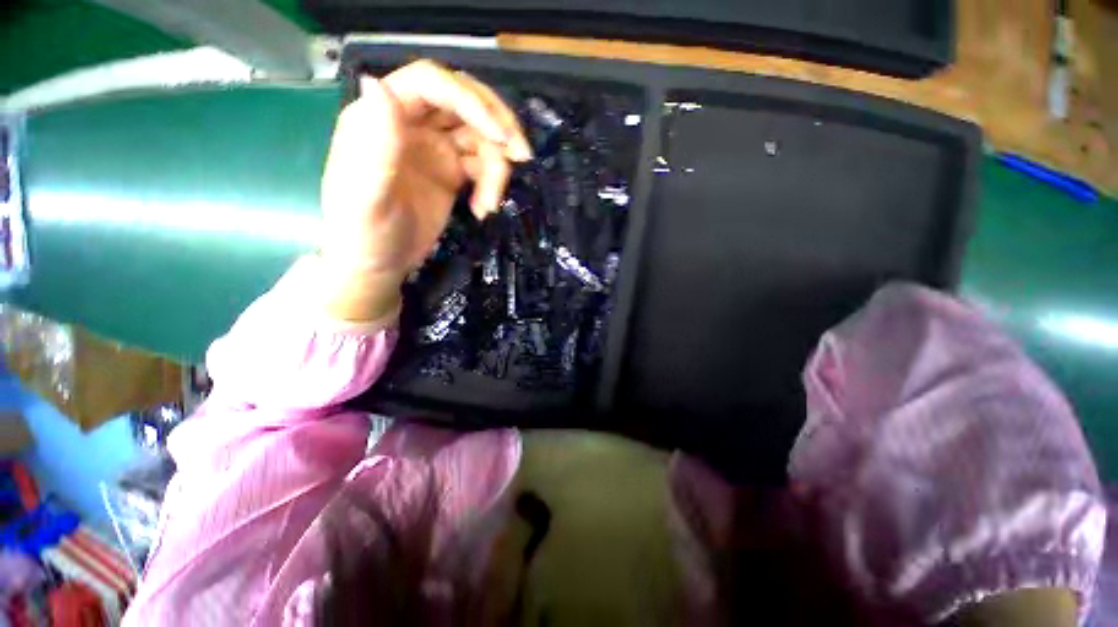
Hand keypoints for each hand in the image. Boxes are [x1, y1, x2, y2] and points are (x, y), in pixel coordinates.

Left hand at [318, 60, 531, 321]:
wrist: (378, 265)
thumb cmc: (363, 234)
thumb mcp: (364, 196)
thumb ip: (373, 145)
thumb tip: (376, 83)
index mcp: (382, 116)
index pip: (432, 84)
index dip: (470, 101)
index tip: (498, 135)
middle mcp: (412, 124)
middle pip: (465, 103)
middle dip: (497, 125)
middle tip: (521, 155)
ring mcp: (435, 149)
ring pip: (480, 138)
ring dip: (497, 168)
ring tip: (490, 205)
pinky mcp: (451, 174)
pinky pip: (483, 167)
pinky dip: (492, 186)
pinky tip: (483, 210)